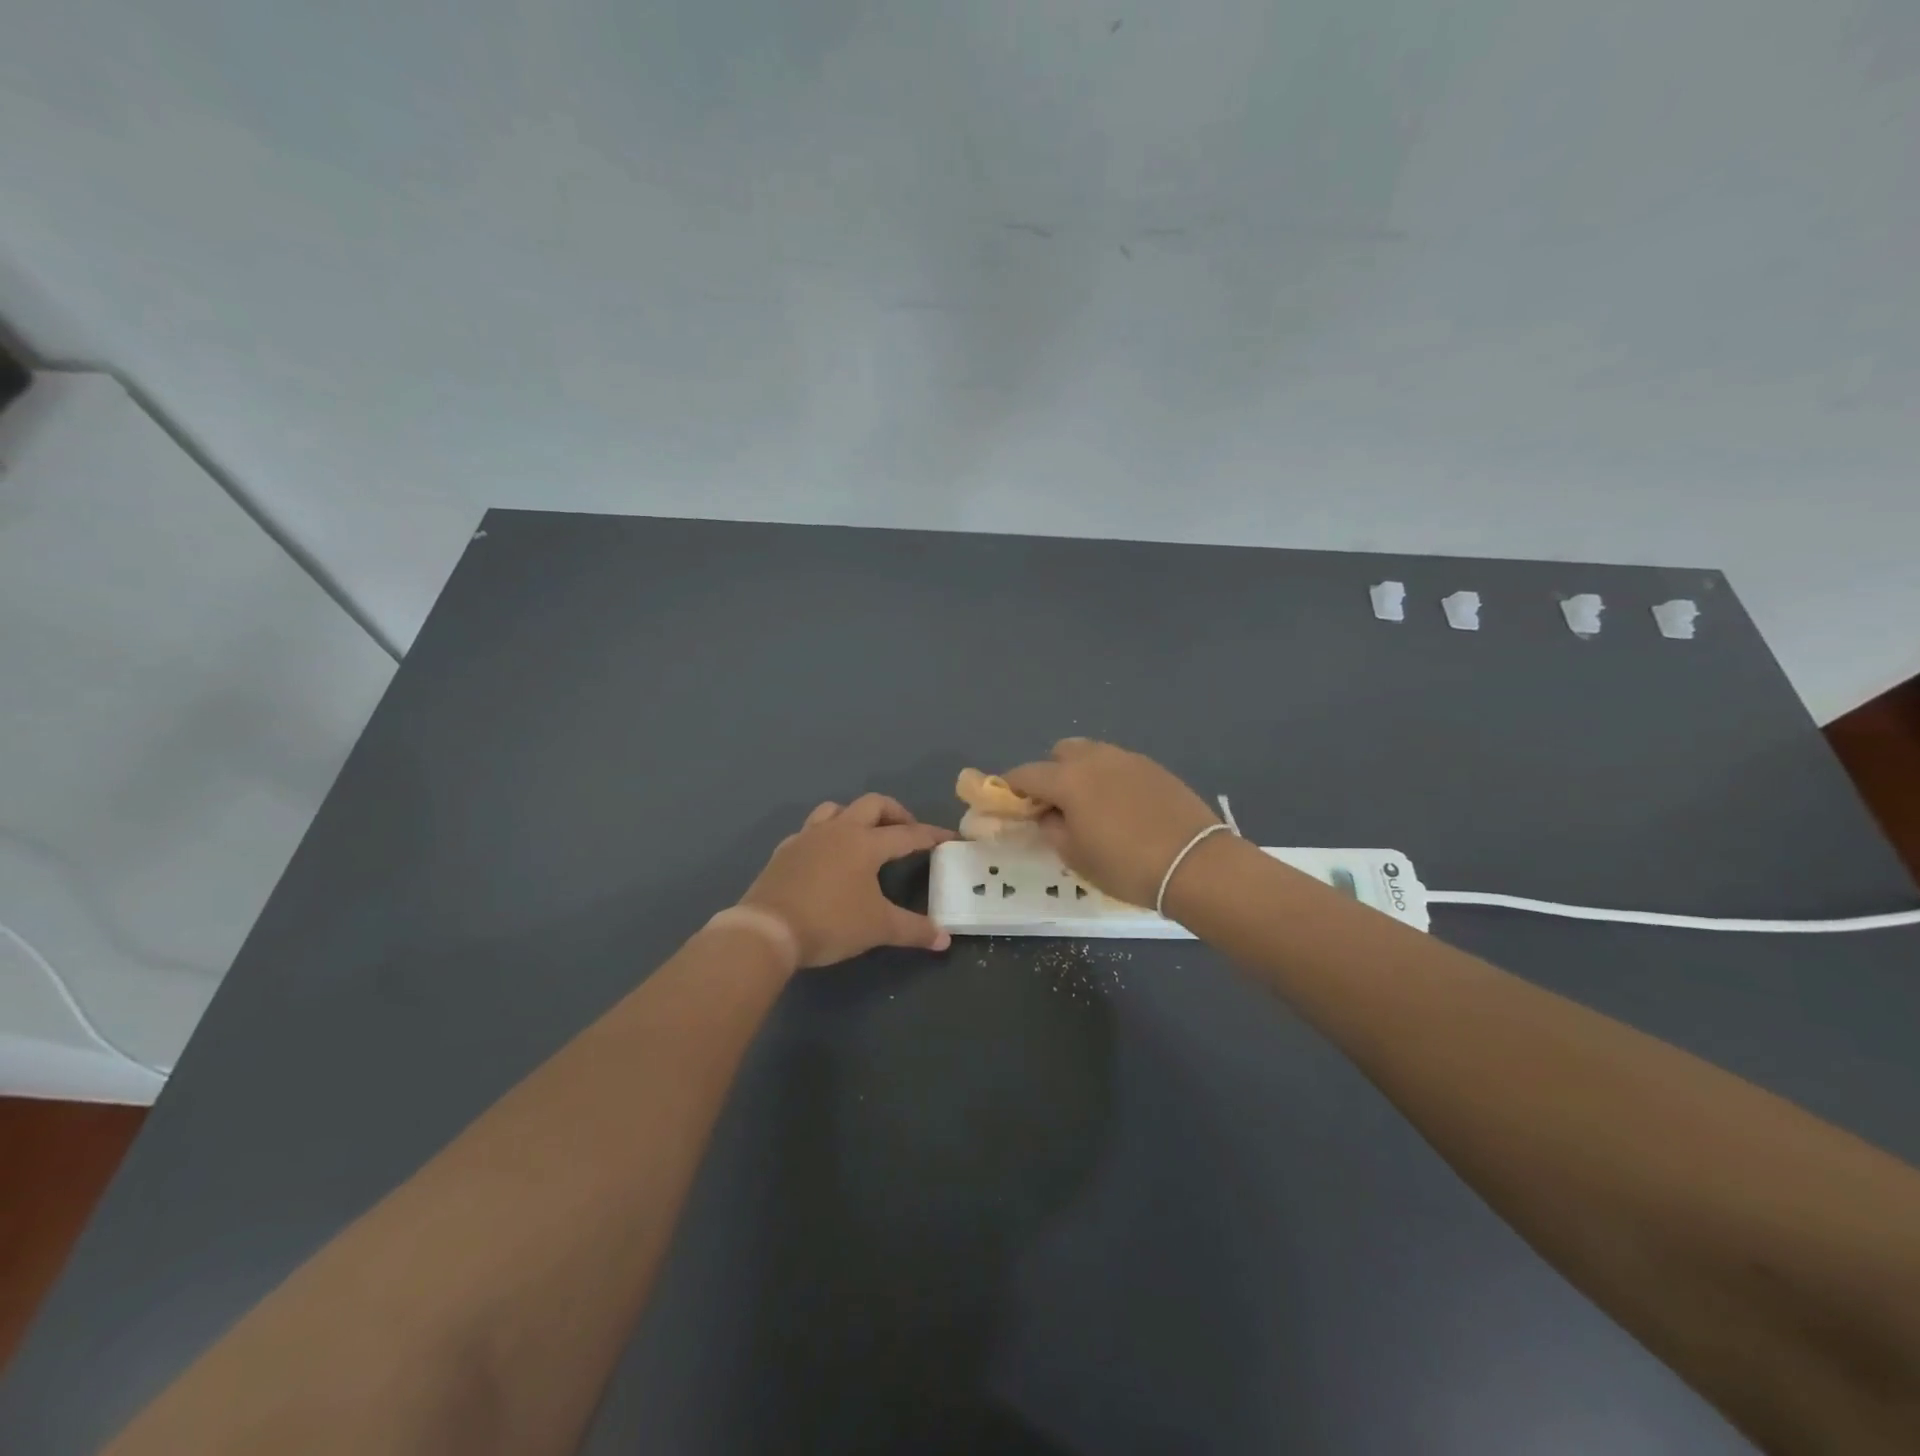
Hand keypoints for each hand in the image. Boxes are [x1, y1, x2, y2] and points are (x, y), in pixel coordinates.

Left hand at [738, 794, 956, 968]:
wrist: (767, 930)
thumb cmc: (830, 923)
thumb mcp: (878, 928)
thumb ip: (914, 930)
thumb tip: (944, 939)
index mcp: (866, 843)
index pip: (907, 833)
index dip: (931, 835)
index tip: (948, 837)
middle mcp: (838, 830)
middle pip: (872, 804)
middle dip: (895, 812)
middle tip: (906, 830)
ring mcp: (808, 837)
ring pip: (836, 809)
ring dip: (856, 816)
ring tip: (865, 836)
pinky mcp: (785, 851)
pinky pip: (810, 831)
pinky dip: (825, 836)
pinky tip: (826, 855)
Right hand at [1005, 740, 1221, 907]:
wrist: (1195, 864)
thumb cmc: (1126, 865)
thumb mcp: (1076, 856)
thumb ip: (1052, 829)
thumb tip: (1048, 814)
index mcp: (1069, 779)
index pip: (1026, 774)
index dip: (1012, 787)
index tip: (1009, 803)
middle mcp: (1095, 758)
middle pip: (1060, 753)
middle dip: (1050, 773)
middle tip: (1055, 805)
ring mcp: (1128, 759)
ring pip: (1092, 754)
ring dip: (1081, 772)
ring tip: (1090, 805)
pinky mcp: (1154, 767)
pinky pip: (1119, 764)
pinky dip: (1109, 778)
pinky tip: (1121, 807)